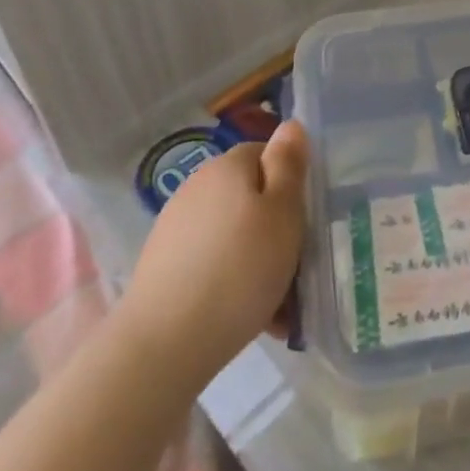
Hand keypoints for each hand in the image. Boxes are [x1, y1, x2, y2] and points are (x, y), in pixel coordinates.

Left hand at [118, 120, 308, 369]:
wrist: (163, 346)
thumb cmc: (240, 270)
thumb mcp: (283, 211)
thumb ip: (289, 164)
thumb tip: (290, 124)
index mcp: (228, 166)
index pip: (268, 154)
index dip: (291, 183)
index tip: (306, 219)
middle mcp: (198, 187)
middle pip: (251, 197)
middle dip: (276, 228)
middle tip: (297, 265)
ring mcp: (176, 228)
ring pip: (235, 234)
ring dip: (258, 260)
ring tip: (278, 304)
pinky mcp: (163, 267)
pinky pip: (213, 263)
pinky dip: (233, 282)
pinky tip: (248, 316)